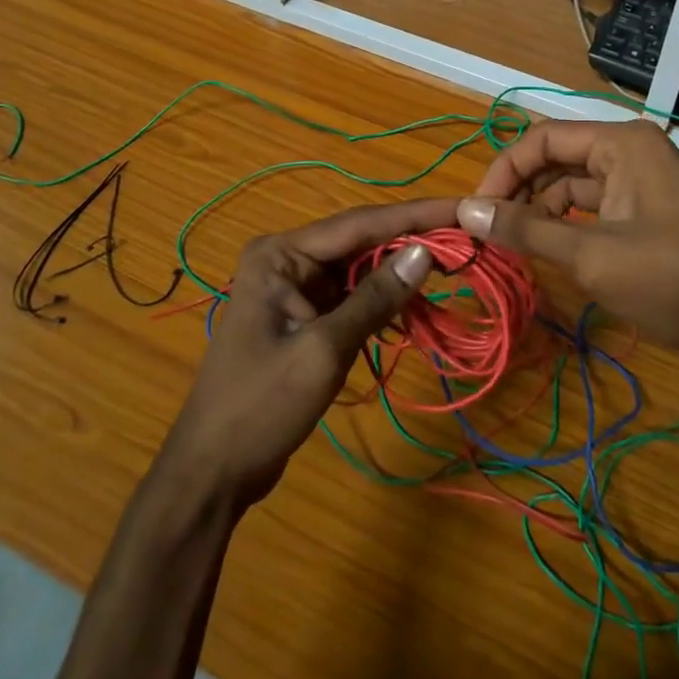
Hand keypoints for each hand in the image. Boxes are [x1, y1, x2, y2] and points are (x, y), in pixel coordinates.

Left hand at [156, 197, 454, 510]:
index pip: (359, 224)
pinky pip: (352, 297)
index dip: (414, 216)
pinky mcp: (304, 315)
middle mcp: (287, 259)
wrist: (212, 470)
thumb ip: (375, 299)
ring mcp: (294, 288)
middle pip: (361, 242)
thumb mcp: (324, 350)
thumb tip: (426, 254)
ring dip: (401, 273)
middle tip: (466, 238)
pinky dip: (383, 302)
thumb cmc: (261, 406)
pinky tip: (416, 308)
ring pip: (360, 269)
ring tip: (452, 267)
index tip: (460, 207)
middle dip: (411, 241)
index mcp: (280, 254)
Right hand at [458, 119, 678, 356]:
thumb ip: (526, 230)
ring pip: (573, 189)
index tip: (476, 213)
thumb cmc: (677, 280)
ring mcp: (642, 186)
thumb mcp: (593, 257)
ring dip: (542, 215)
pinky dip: (568, 230)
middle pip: (556, 161)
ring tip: (514, 249)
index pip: (542, 139)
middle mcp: (629, 154)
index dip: (503, 172)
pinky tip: (549, 257)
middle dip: (520, 194)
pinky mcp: (648, 218)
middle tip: (489, 234)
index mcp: (620, 144)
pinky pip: (595, 212)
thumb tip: (466, 212)